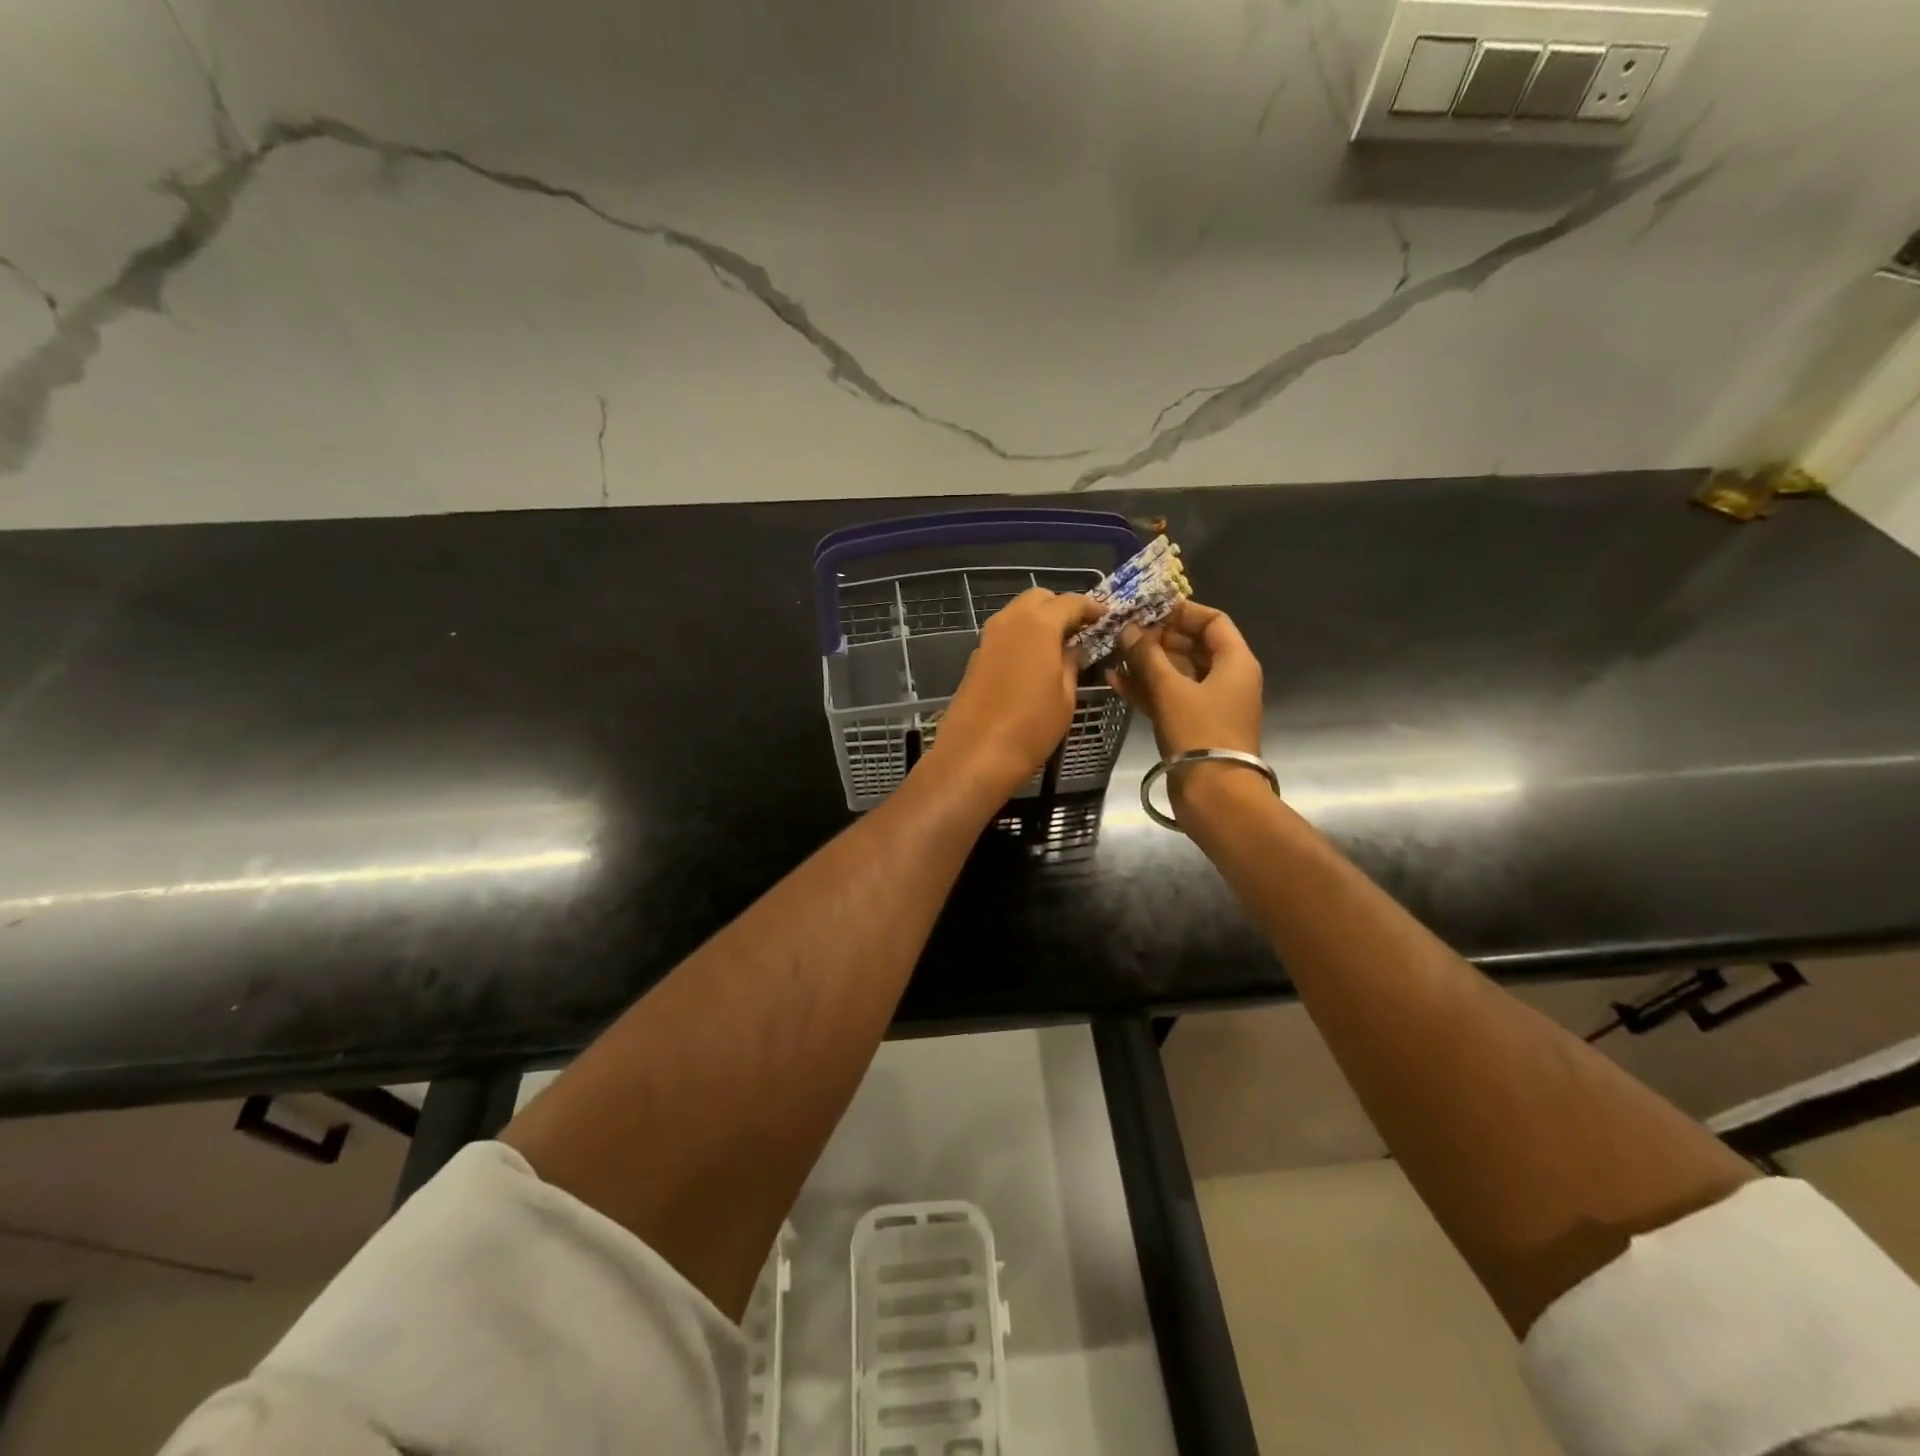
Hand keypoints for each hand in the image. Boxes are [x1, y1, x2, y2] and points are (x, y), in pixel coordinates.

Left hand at [928, 589, 1101, 801]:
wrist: (976, 754)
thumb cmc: (1031, 726)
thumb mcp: (1066, 697)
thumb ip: (1072, 664)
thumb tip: (1074, 649)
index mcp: (1038, 624)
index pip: (1070, 602)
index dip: (1091, 608)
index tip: (1106, 619)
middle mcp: (1010, 621)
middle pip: (1038, 598)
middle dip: (1060, 607)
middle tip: (1080, 630)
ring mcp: (988, 638)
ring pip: (1017, 613)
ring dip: (1039, 620)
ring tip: (1059, 646)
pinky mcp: (976, 657)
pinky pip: (1004, 634)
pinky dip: (1022, 636)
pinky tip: (1034, 661)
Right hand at [1108, 600, 1263, 761]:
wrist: (1214, 795)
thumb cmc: (1199, 733)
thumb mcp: (1170, 689)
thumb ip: (1147, 656)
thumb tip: (1129, 629)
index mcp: (1235, 662)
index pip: (1212, 621)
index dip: (1181, 611)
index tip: (1148, 609)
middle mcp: (1225, 678)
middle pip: (1192, 645)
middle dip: (1156, 638)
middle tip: (1124, 631)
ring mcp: (1208, 704)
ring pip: (1176, 673)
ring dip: (1146, 663)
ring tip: (1114, 653)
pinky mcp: (1191, 725)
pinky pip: (1168, 697)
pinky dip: (1146, 688)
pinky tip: (1115, 681)